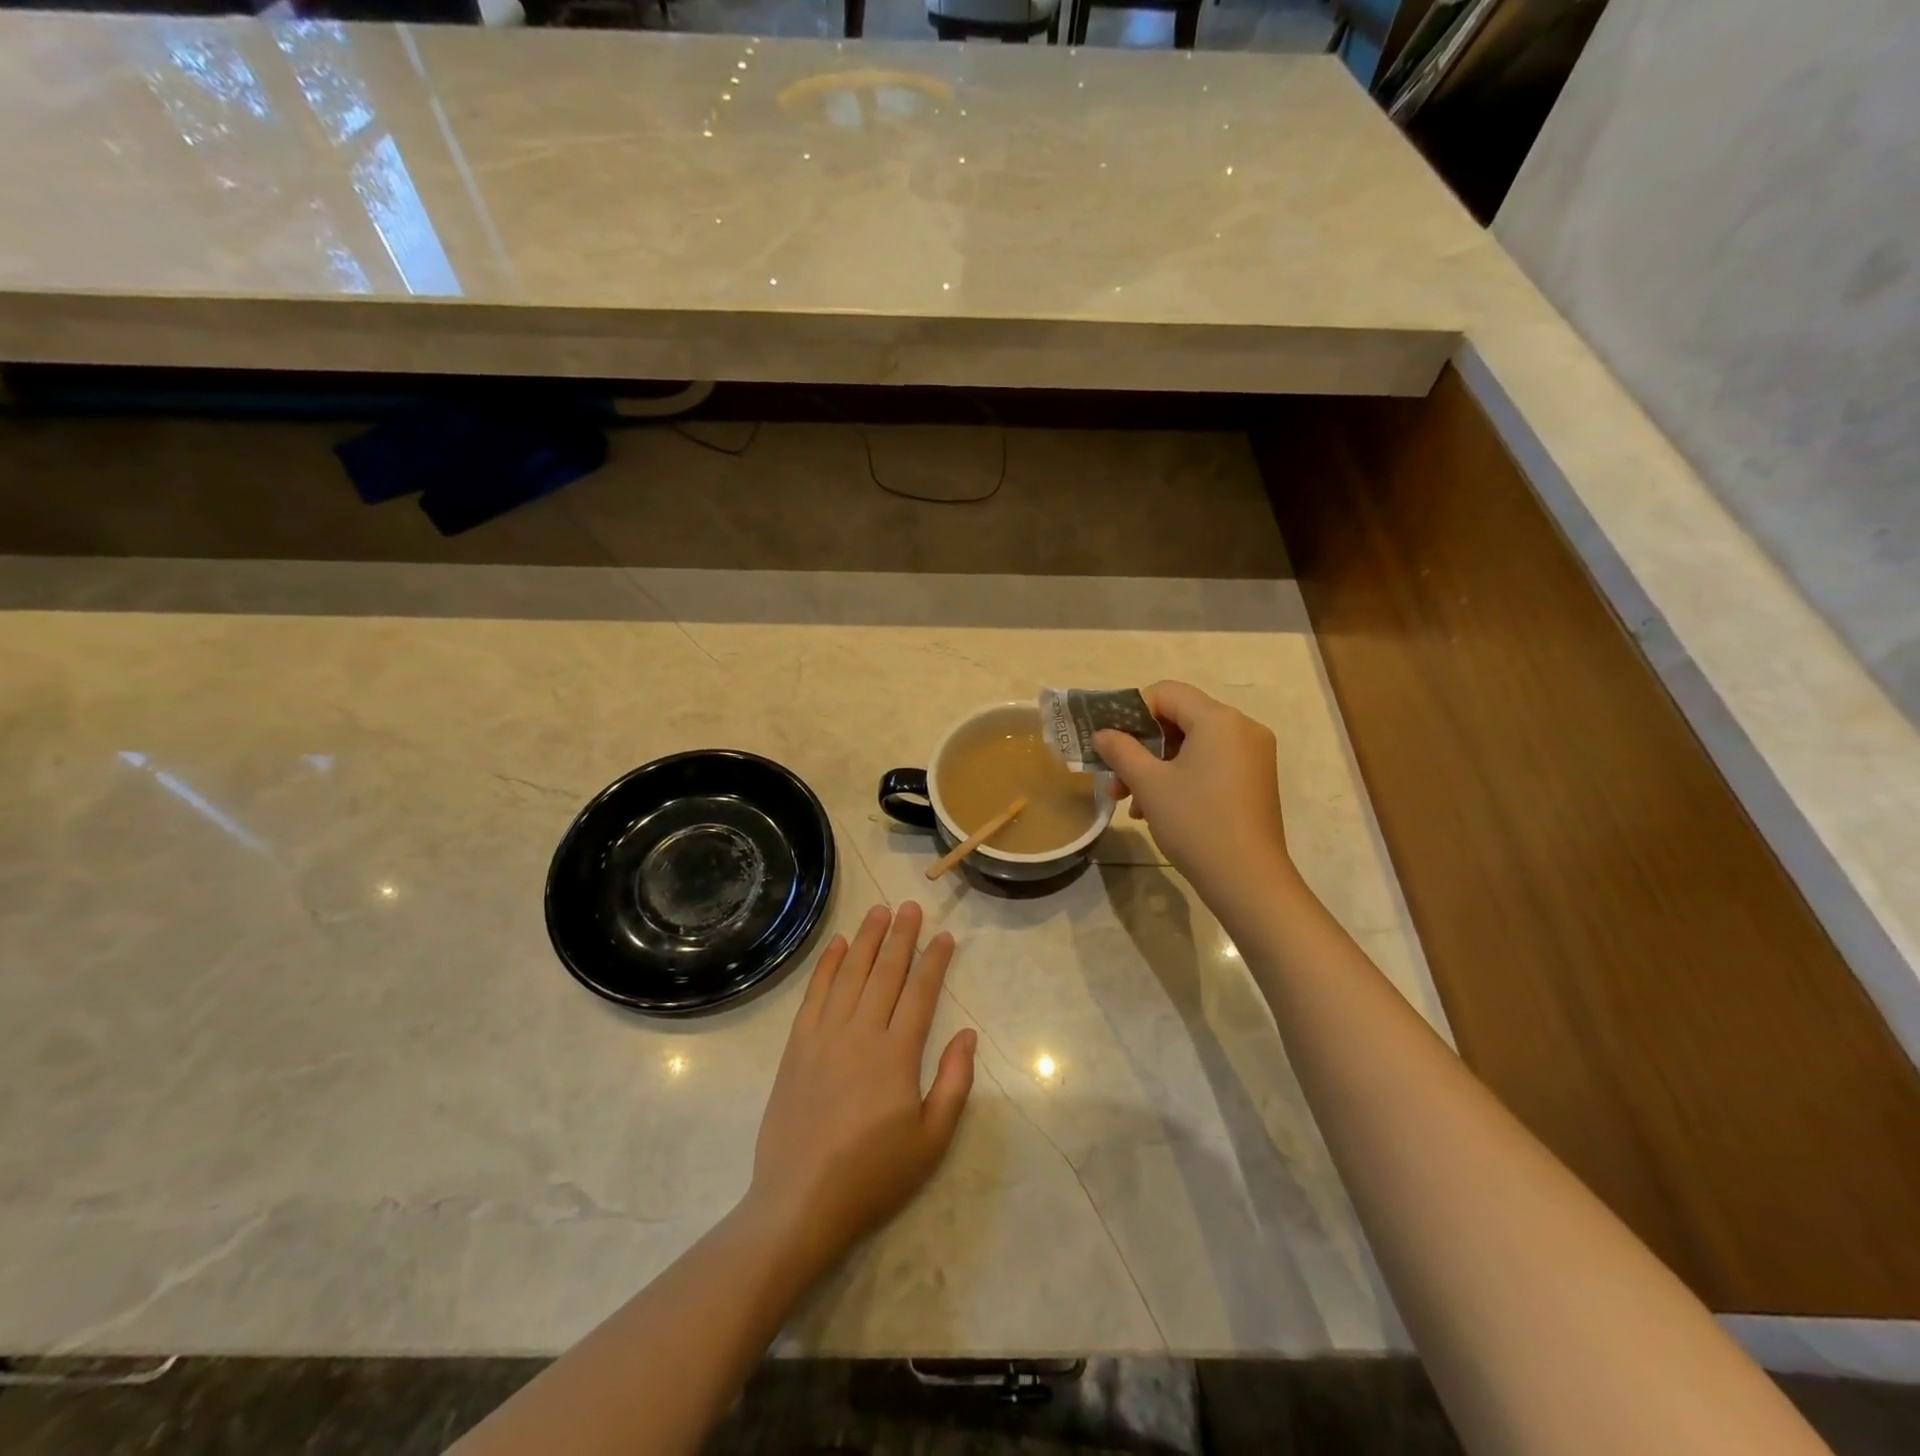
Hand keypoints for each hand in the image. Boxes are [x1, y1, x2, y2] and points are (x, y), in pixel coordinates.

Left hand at [745, 902, 975, 1272]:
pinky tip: (838, 946)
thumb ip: (954, 1083)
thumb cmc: (873, 1175)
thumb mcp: (932, 1141)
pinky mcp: (797, 1047)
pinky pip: (814, 995)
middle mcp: (861, 1033)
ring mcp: (825, 1036)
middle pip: (885, 973)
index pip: (920, 992)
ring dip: (867, 940)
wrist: (800, 1202)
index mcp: (897, 1054)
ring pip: (850, 974)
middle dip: (901, 936)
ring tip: (879, 912)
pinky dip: (827, 966)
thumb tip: (968, 1035)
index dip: (934, 961)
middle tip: (911, 906)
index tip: (944, 936)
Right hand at [1094, 681, 1292, 905]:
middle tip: (1114, 775)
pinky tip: (1157, 808)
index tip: (1109, 739)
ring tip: (1129, 801)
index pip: (1167, 693)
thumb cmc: (1196, 823)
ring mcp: (1252, 755)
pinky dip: (1181, 776)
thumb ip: (1121, 751)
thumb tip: (1102, 734)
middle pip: (1179, 719)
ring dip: (1156, 765)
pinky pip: (1210, 763)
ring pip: (1192, 745)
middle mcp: (1242, 728)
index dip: (1131, 710)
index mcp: (1219, 720)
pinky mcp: (1254, 780)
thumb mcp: (1149, 784)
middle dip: (1141, 745)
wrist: (1248, 881)